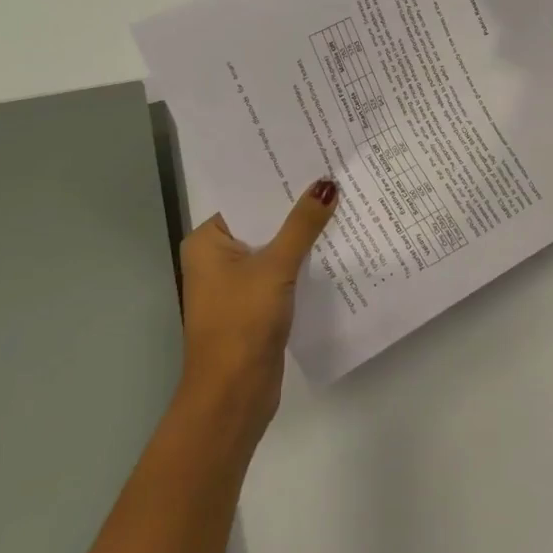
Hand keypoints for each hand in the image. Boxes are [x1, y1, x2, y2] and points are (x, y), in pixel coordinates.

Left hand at [176, 178, 338, 441]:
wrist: (234, 393)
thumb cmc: (242, 322)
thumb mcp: (275, 267)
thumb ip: (302, 225)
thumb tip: (326, 185)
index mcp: (207, 241)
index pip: (247, 198)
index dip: (280, 180)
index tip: (315, 158)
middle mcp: (217, 258)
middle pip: (263, 222)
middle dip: (298, 207)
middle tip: (338, 176)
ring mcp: (237, 283)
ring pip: (276, 247)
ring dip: (305, 235)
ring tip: (345, 204)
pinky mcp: (257, 304)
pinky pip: (283, 271)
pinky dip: (304, 261)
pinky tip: (337, 246)